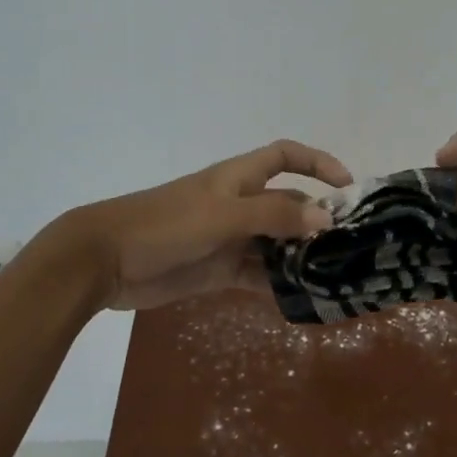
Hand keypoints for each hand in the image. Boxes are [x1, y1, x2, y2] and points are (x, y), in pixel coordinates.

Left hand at [59, 140, 351, 311]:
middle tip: (351, 246)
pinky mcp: (219, 270)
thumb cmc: (165, 224)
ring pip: (277, 244)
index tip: (347, 185)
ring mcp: (230, 239)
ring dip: (301, 257)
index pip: (285, 156)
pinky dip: (279, 285)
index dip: (317, 162)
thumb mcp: (223, 216)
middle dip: (317, 220)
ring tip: (334, 277)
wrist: (105, 261)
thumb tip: (325, 219)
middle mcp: (240, 205)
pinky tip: (302, 300)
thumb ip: (273, 216)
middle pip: (288, 205)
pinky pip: (258, 275)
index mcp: (239, 178)